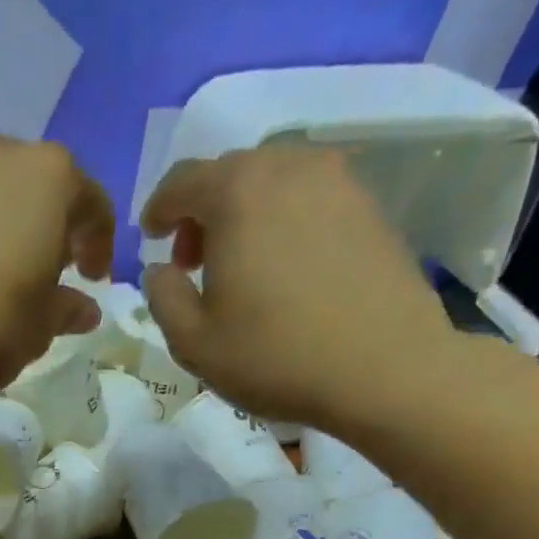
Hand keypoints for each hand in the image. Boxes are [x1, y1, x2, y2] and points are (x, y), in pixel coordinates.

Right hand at [139, 145, 459, 426]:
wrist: (386, 369)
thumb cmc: (275, 355)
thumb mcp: (193, 341)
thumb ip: (163, 296)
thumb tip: (160, 270)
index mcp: (237, 193)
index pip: (182, 180)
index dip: (159, 209)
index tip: (151, 238)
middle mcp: (288, 169)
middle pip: (229, 174)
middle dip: (202, 211)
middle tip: (194, 261)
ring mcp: (338, 183)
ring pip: (273, 182)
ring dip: (245, 213)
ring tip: (242, 264)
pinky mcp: (371, 207)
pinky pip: (310, 199)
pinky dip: (285, 220)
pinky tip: (286, 267)